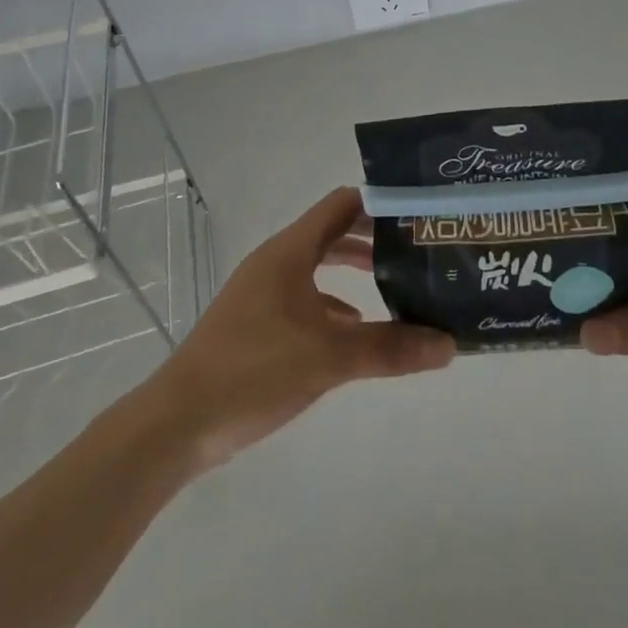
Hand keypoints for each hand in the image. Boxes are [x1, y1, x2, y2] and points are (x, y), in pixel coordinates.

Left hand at [138, 187, 454, 469]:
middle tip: (416, 252)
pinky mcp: (255, 323)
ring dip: (353, 272)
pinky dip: (332, 304)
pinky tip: (354, 329)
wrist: (178, 423)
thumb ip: (390, 348)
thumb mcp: (330, 358)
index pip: (342, 205)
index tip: (417, 216)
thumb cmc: (254, 370)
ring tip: (396, 288)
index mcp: (290, 251)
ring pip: (318, 267)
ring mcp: (263, 292)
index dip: (379, 204)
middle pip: (332, 233)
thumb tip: (449, 344)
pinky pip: (303, 298)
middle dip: (373, 240)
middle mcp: (276, 262)